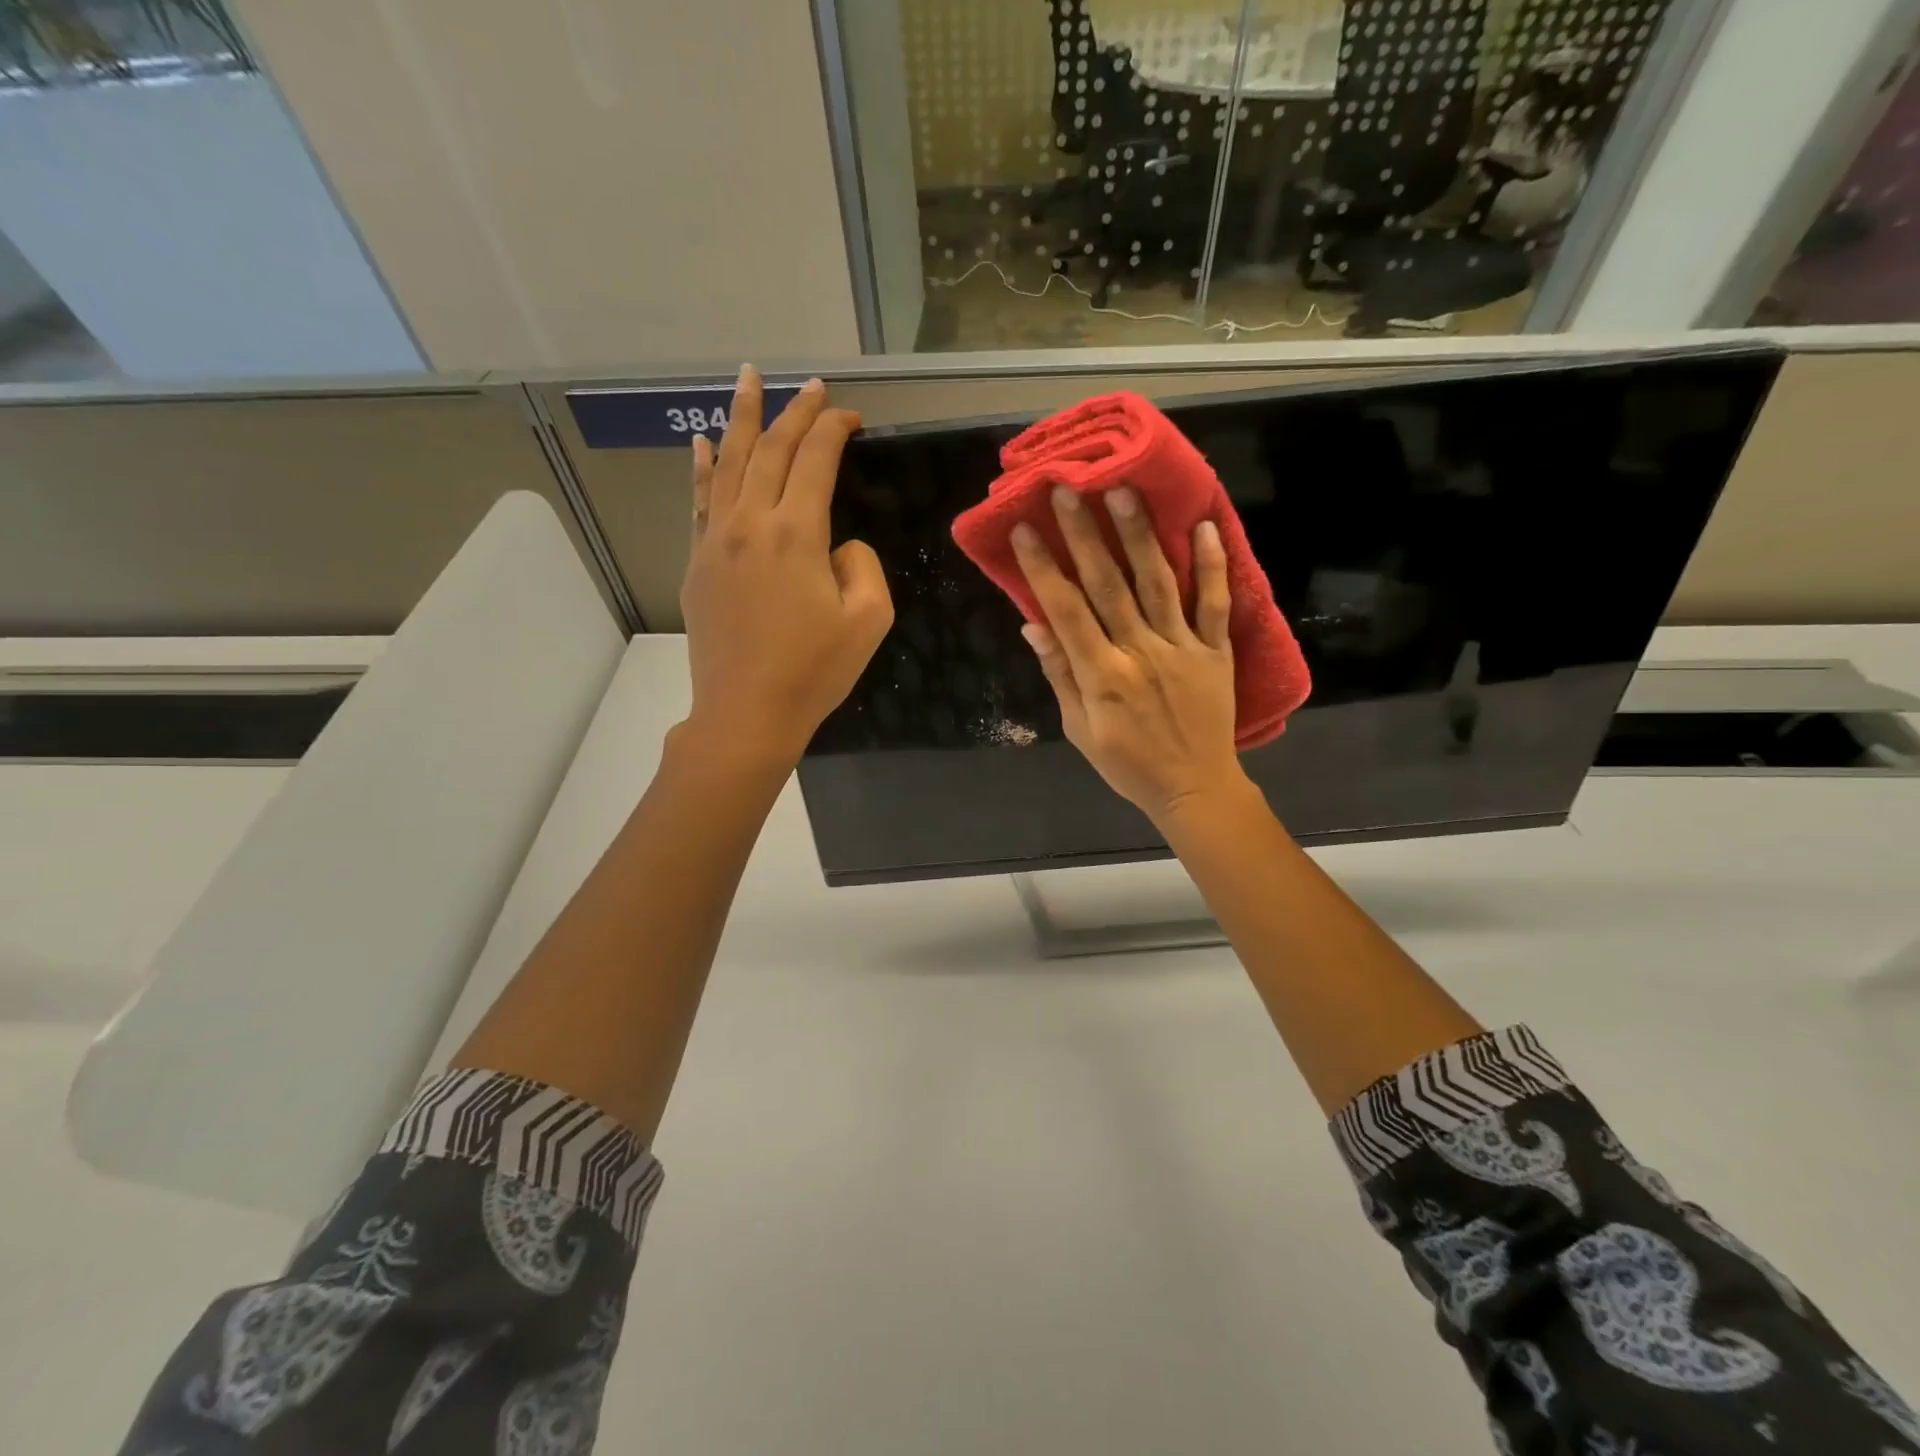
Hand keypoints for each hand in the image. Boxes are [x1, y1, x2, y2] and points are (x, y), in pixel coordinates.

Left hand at [679, 367, 892, 768]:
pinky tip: (701, 443)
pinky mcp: (697, 563)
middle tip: (812, 387)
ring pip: (727, 463)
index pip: (815, 459)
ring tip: (747, 379)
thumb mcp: (869, 619)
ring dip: (740, 418)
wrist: (747, 713)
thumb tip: (838, 544)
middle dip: (794, 412)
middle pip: (769, 449)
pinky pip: (699, 500)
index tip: (851, 416)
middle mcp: (750, 523)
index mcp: (796, 533)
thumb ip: (862, 564)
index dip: (834, 429)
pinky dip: (702, 467)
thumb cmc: (814, 671)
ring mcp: (715, 541)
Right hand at [1013, 485, 1246, 822]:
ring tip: (1124, 491)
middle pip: (1109, 584)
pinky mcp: (1216, 651)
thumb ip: (1060, 676)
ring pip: (1158, 583)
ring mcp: (1182, 648)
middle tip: (1068, 488)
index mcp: (1102, 674)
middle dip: (1085, 534)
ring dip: (1140, 535)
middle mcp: (1140, 651)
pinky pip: (1216, 604)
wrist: (1194, 788)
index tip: (1025, 529)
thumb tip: (1033, 625)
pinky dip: (1213, 565)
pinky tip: (1204, 526)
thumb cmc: (1128, 764)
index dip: (1044, 567)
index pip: (1066, 610)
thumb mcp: (1080, 730)